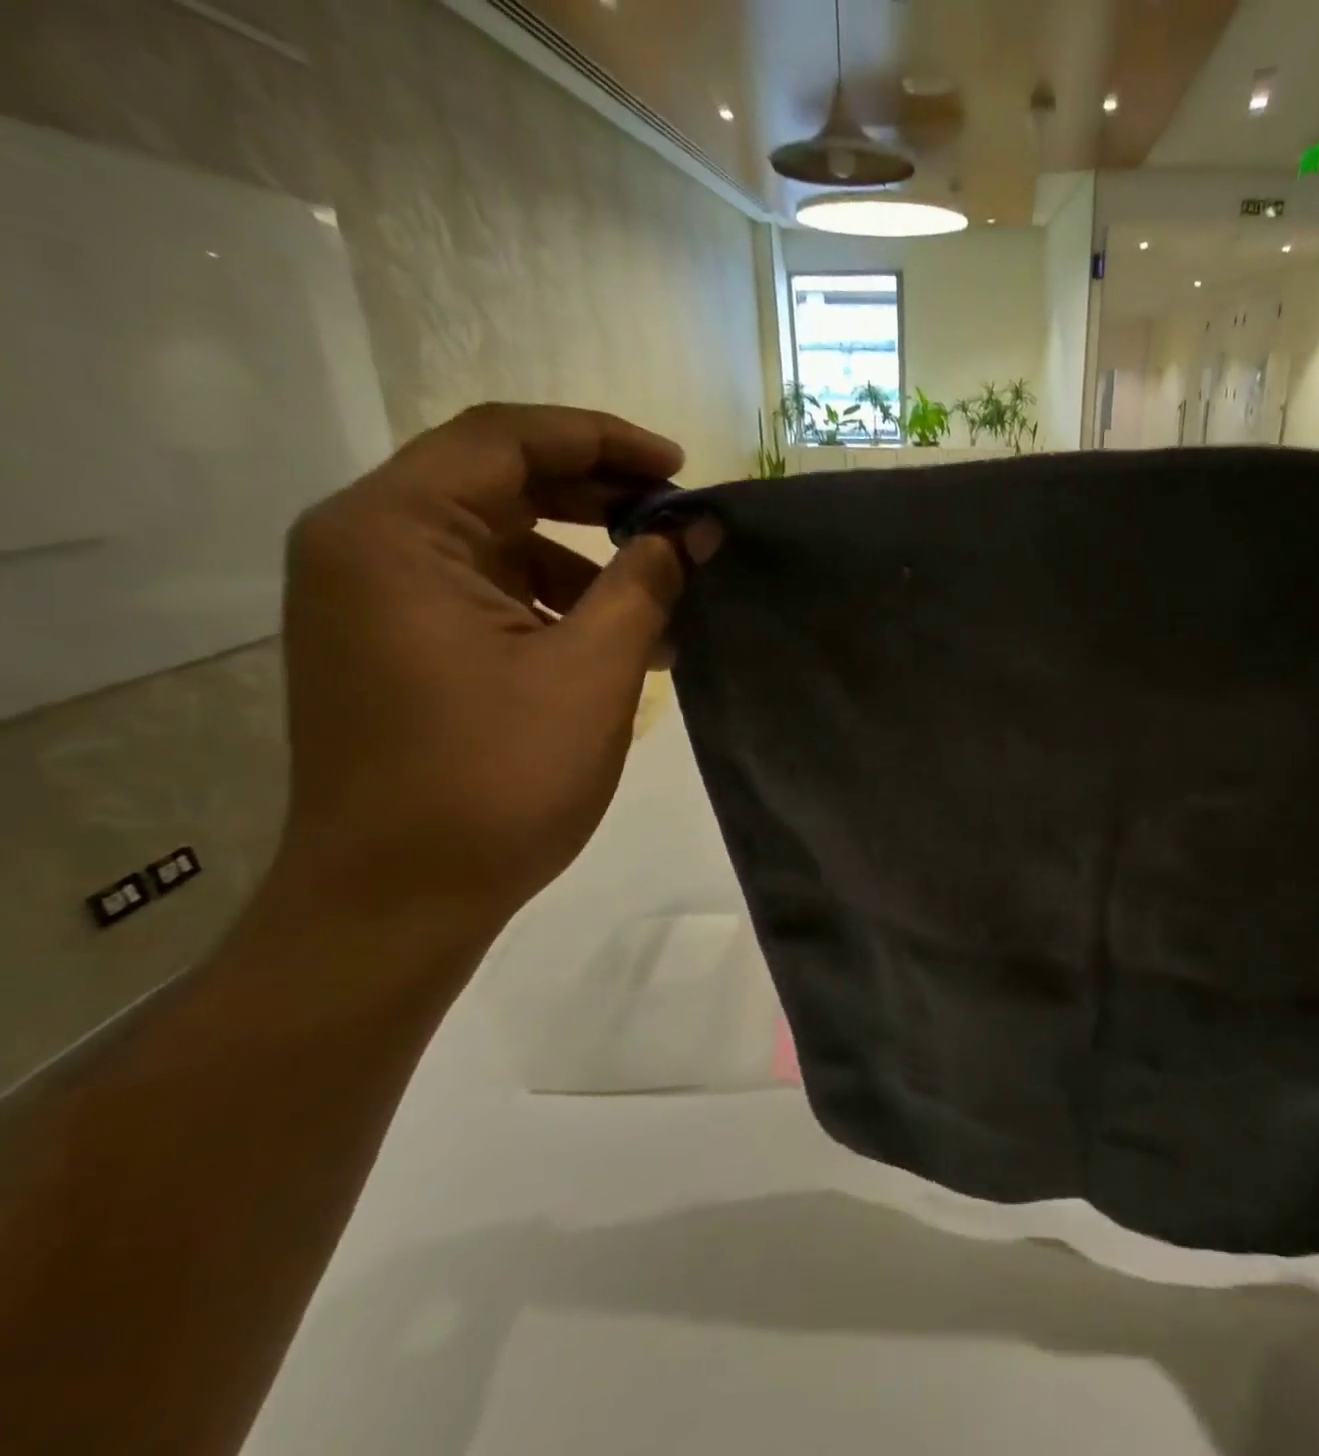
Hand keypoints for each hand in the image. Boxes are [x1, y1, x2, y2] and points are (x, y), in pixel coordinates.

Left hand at [275, 403, 721, 943]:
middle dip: (599, 497)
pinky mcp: (395, 645)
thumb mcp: (594, 672)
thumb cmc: (496, 779)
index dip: (604, 440)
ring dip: (585, 561)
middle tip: (679, 524)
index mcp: (395, 531)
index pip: (506, 439)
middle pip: (497, 482)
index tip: (681, 471)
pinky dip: (554, 603)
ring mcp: (374, 599)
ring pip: (498, 541)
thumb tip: (698, 530)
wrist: (397, 902)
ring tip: (663, 603)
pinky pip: (485, 592)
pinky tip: (615, 644)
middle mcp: (366, 546)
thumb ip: (648, 583)